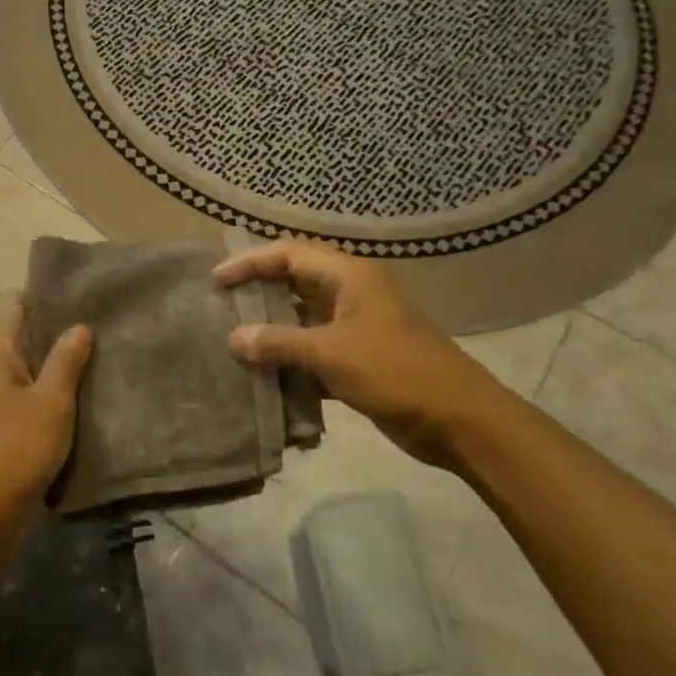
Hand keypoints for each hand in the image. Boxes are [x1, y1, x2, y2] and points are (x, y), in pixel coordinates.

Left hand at [0, 292, 92, 541]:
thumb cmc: (13, 451)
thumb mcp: (50, 403)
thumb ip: (66, 361)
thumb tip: (79, 325)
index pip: (11, 300)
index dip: (42, 293)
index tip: (80, 296)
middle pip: (17, 331)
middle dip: (53, 328)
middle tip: (98, 327)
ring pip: (21, 365)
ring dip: (51, 362)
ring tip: (93, 360)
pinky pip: (19, 394)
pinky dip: (43, 390)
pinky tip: (73, 399)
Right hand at [215, 240, 520, 468]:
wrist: (459, 421)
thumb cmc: (395, 371)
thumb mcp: (332, 353)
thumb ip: (280, 343)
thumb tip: (234, 338)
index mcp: (348, 276)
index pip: (289, 254)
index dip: (250, 262)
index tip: (216, 280)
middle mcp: (349, 294)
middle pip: (293, 283)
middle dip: (257, 293)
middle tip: (219, 307)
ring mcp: (354, 327)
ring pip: (301, 319)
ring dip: (271, 330)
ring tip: (231, 341)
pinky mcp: (357, 360)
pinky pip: (313, 351)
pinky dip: (289, 360)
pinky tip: (262, 376)